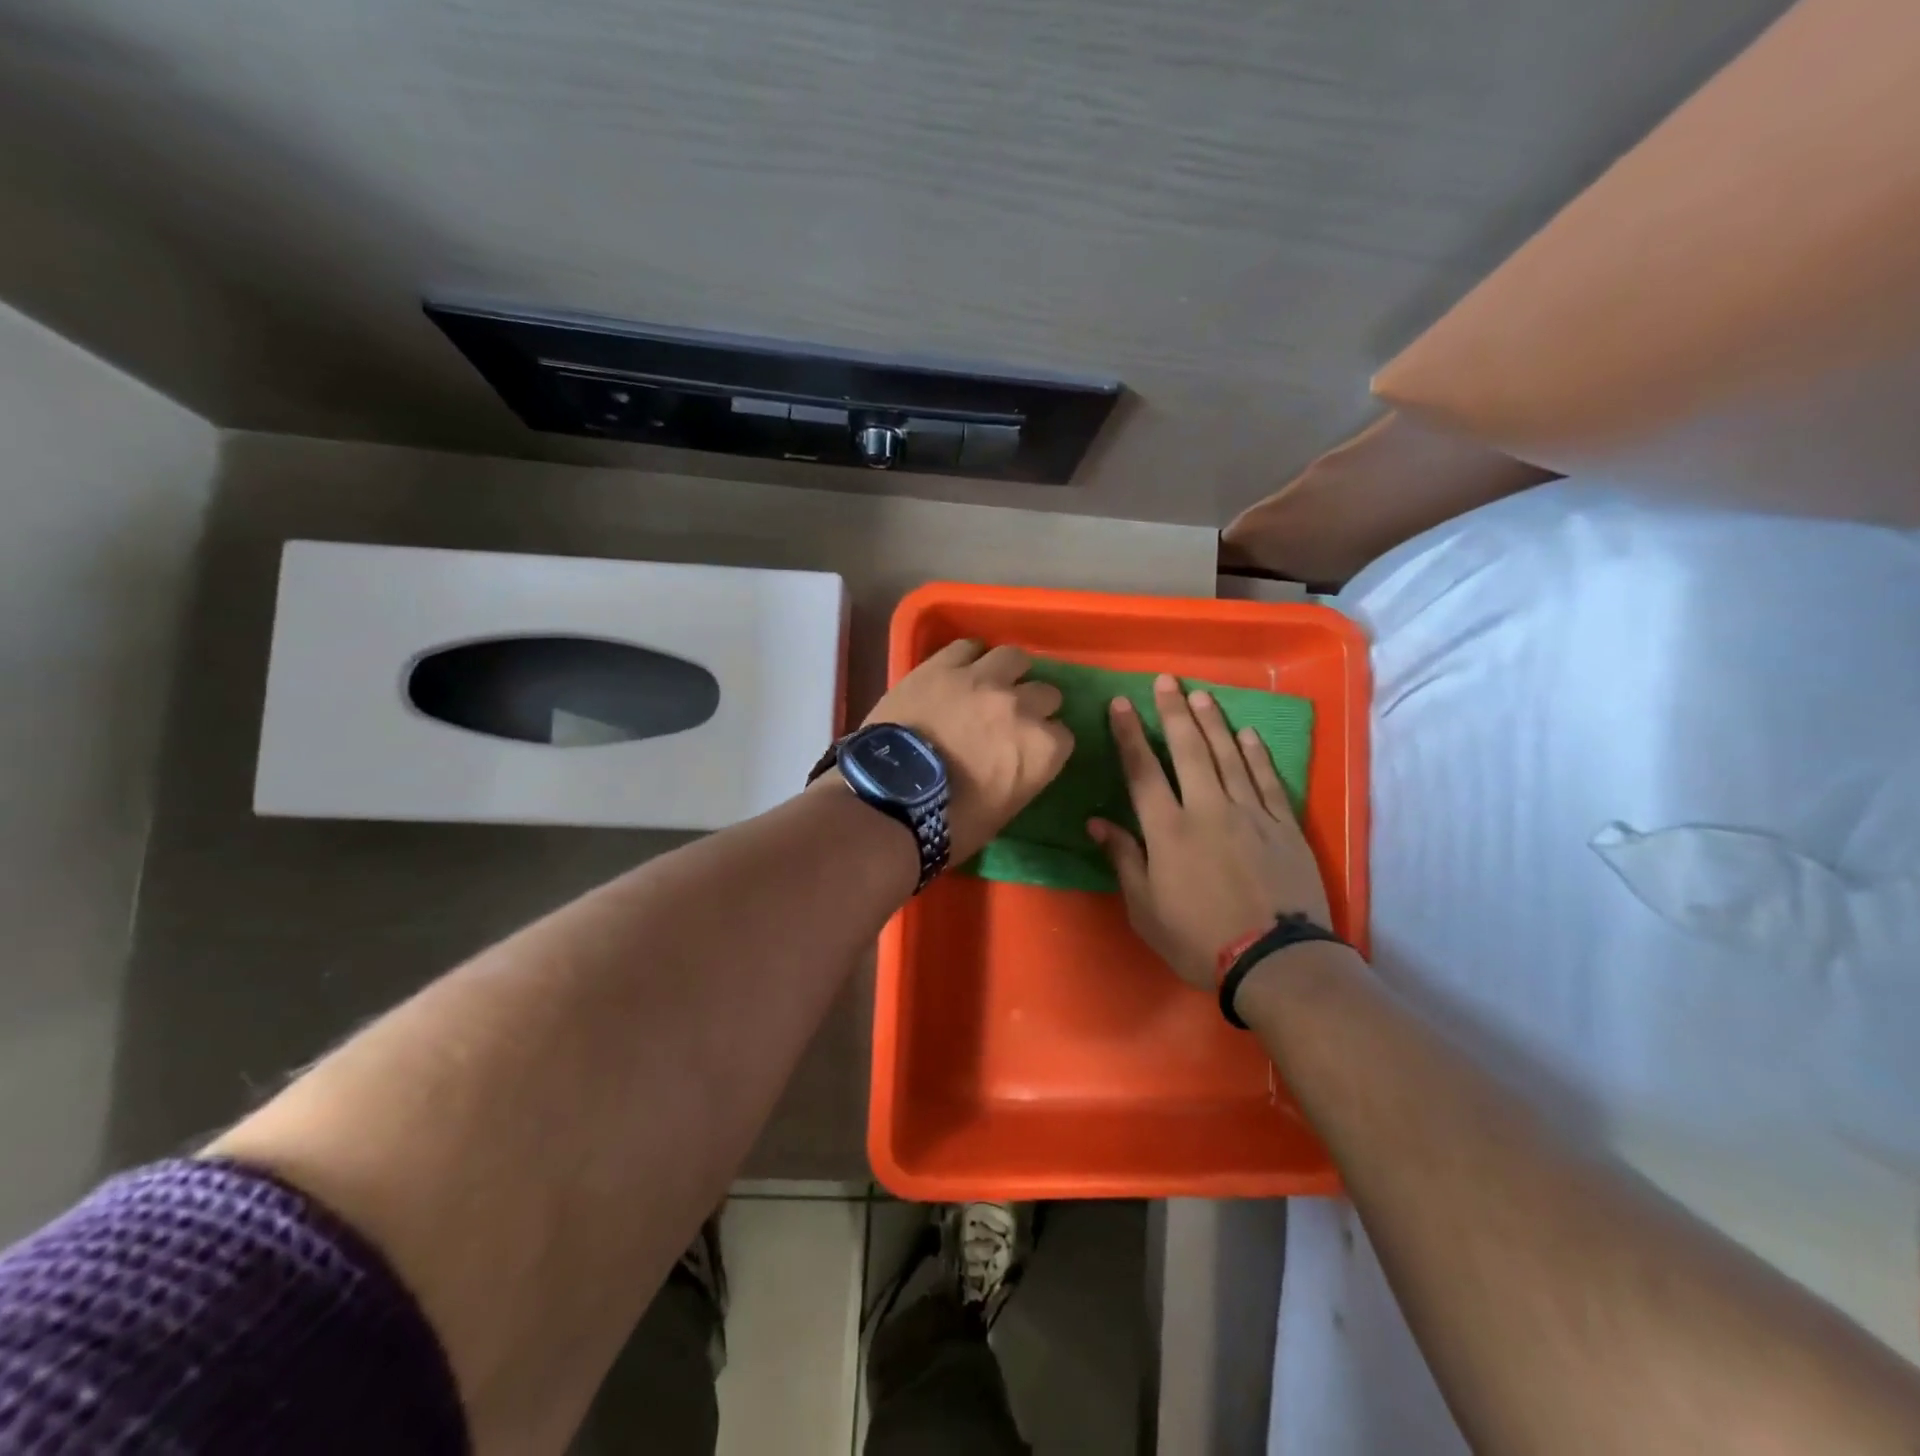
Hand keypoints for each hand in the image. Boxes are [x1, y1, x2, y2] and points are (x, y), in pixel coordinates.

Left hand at [864, 640, 1072, 861]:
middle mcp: (1021, 706)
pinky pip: (968, 647)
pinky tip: (963, 668)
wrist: (890, 800)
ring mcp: (982, 680)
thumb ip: (1021, 774)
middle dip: (1034, 706)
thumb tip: (1013, 760)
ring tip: (993, 683)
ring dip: (1009, 672)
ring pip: (1014, 658)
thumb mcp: (1003, 809)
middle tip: (1011, 719)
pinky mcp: (942, 666)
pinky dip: (970, 657)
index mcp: (1042, 748)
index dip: (1045, 743)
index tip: (1029, 750)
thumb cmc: (950, 823)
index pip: (1063, 736)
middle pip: (1046, 693)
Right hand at [1088, 675, 1330, 990]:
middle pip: (1188, 750)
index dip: (1129, 734)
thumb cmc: (1199, 940)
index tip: (1121, 703)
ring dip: (1212, 722)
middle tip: (1166, 680)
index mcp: (1168, 830)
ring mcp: (1250, 813)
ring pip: (1228, 756)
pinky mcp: (1283, 825)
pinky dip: (1256, 754)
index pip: (1142, 771)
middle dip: (1173, 712)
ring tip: (1200, 694)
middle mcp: (1207, 809)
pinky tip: (1247, 734)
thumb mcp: (1146, 909)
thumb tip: (1097, 822)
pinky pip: (1266, 779)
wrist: (1276, 961)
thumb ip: (1124, 859)